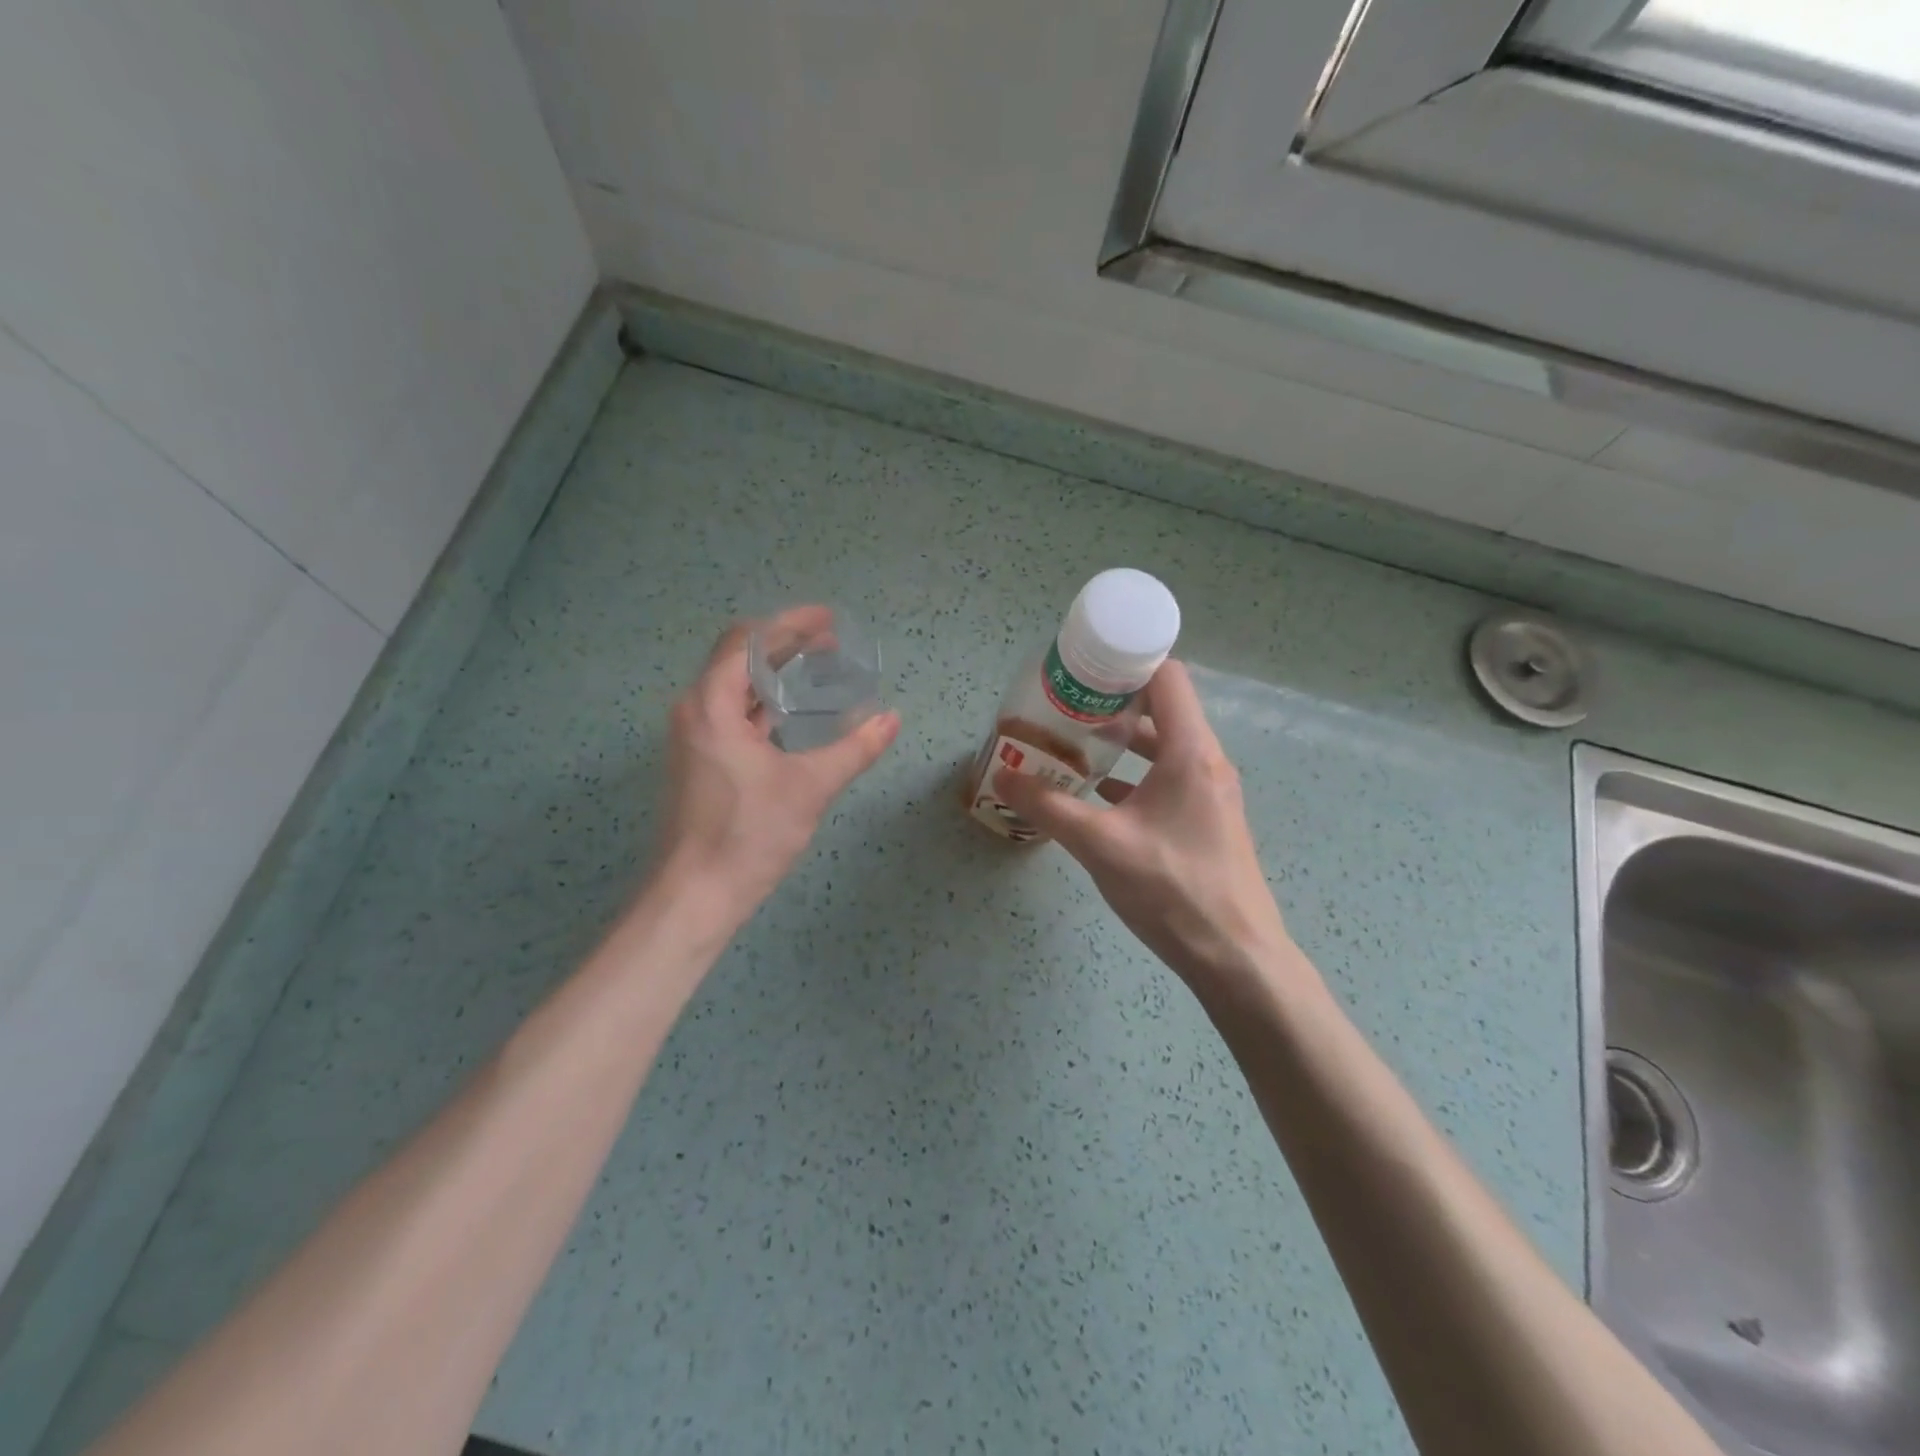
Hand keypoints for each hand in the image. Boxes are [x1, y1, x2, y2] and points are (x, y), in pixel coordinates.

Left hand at [652, 608, 898, 921]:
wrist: (696, 895)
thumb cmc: (749, 834)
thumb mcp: (811, 787)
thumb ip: (855, 748)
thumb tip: (892, 719)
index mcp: (711, 705)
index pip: (748, 640)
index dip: (790, 624)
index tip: (830, 621)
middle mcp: (695, 712)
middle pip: (738, 658)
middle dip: (784, 645)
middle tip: (830, 644)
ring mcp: (694, 738)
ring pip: (733, 688)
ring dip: (773, 674)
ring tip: (817, 671)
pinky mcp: (700, 762)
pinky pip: (732, 714)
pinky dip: (763, 704)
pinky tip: (792, 715)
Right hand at [995, 660, 1301, 1002]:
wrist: (1236, 958)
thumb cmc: (1172, 889)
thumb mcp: (1100, 845)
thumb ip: (1048, 807)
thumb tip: (1002, 776)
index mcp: (1190, 752)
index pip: (1167, 677)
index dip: (1127, 662)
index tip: (1083, 667)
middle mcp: (1206, 761)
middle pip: (1162, 709)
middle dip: (1113, 703)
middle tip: (1064, 705)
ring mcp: (1210, 793)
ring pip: (1163, 747)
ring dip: (1121, 742)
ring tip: (1073, 743)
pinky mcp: (1206, 821)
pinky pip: (1166, 779)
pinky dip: (1133, 776)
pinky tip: (1097, 794)